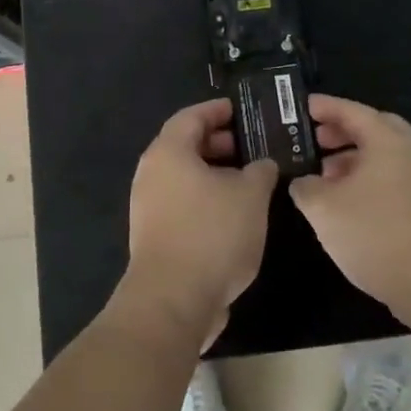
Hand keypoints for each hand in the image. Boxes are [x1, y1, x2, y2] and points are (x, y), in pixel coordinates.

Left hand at [122, 100, 278, 349]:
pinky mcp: (155, 236)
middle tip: (252, 146)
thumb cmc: (212, 233)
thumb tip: (262, 164)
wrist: (173, 300)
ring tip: (250, 181)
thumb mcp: (250, 195)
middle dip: (220, 143)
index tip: (244, 111)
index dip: (219, 110)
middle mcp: (152, 173)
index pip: (192, 116)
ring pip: (185, 177)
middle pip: (186, 145)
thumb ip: (260, 171)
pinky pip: (183, 203)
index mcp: (168, 152)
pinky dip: (207, 199)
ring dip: (215, 174)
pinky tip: (235, 214)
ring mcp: (149, 207)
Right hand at [290, 94, 410, 323]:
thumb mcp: (323, 208)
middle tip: (316, 139)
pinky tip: (348, 205)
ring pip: (385, 158)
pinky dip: (368, 181)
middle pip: (374, 129)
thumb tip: (303, 182)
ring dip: (354, 160)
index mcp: (387, 141)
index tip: (303, 106)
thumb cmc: (374, 232)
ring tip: (325, 177)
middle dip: (343, 131)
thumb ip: (305, 187)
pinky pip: (393, 180)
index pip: (352, 111)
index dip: (325, 107)